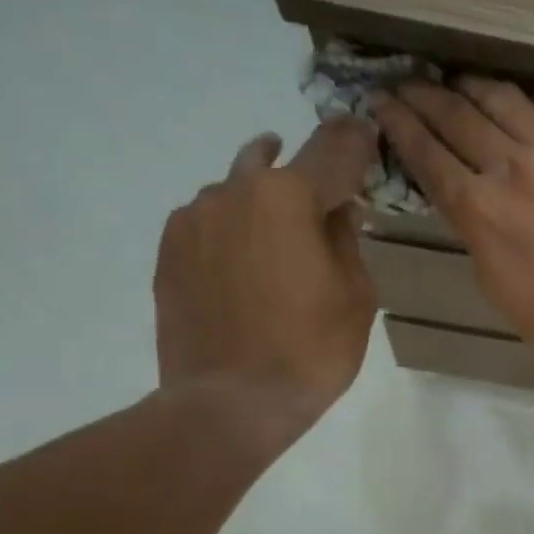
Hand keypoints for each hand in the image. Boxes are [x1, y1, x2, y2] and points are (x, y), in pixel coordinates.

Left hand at [154, 120, 377, 435]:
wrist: (230, 403)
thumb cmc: (311, 350)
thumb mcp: (356, 295)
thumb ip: (346, 238)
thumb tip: (336, 208)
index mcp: (288, 197)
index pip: (331, 149)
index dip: (353, 139)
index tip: (364, 130)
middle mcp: (234, 192)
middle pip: (274, 161)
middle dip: (303, 168)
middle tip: (323, 189)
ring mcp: (193, 220)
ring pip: (235, 190)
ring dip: (262, 200)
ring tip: (278, 235)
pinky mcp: (169, 251)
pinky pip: (207, 220)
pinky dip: (231, 228)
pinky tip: (244, 261)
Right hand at [372, 77, 533, 378]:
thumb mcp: (489, 277)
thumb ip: (471, 225)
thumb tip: (463, 193)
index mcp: (478, 207)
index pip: (426, 151)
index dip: (398, 123)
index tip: (381, 102)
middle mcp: (512, 168)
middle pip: (457, 114)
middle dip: (423, 95)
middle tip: (406, 84)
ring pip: (504, 100)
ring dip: (472, 87)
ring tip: (457, 84)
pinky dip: (520, 109)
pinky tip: (512, 109)